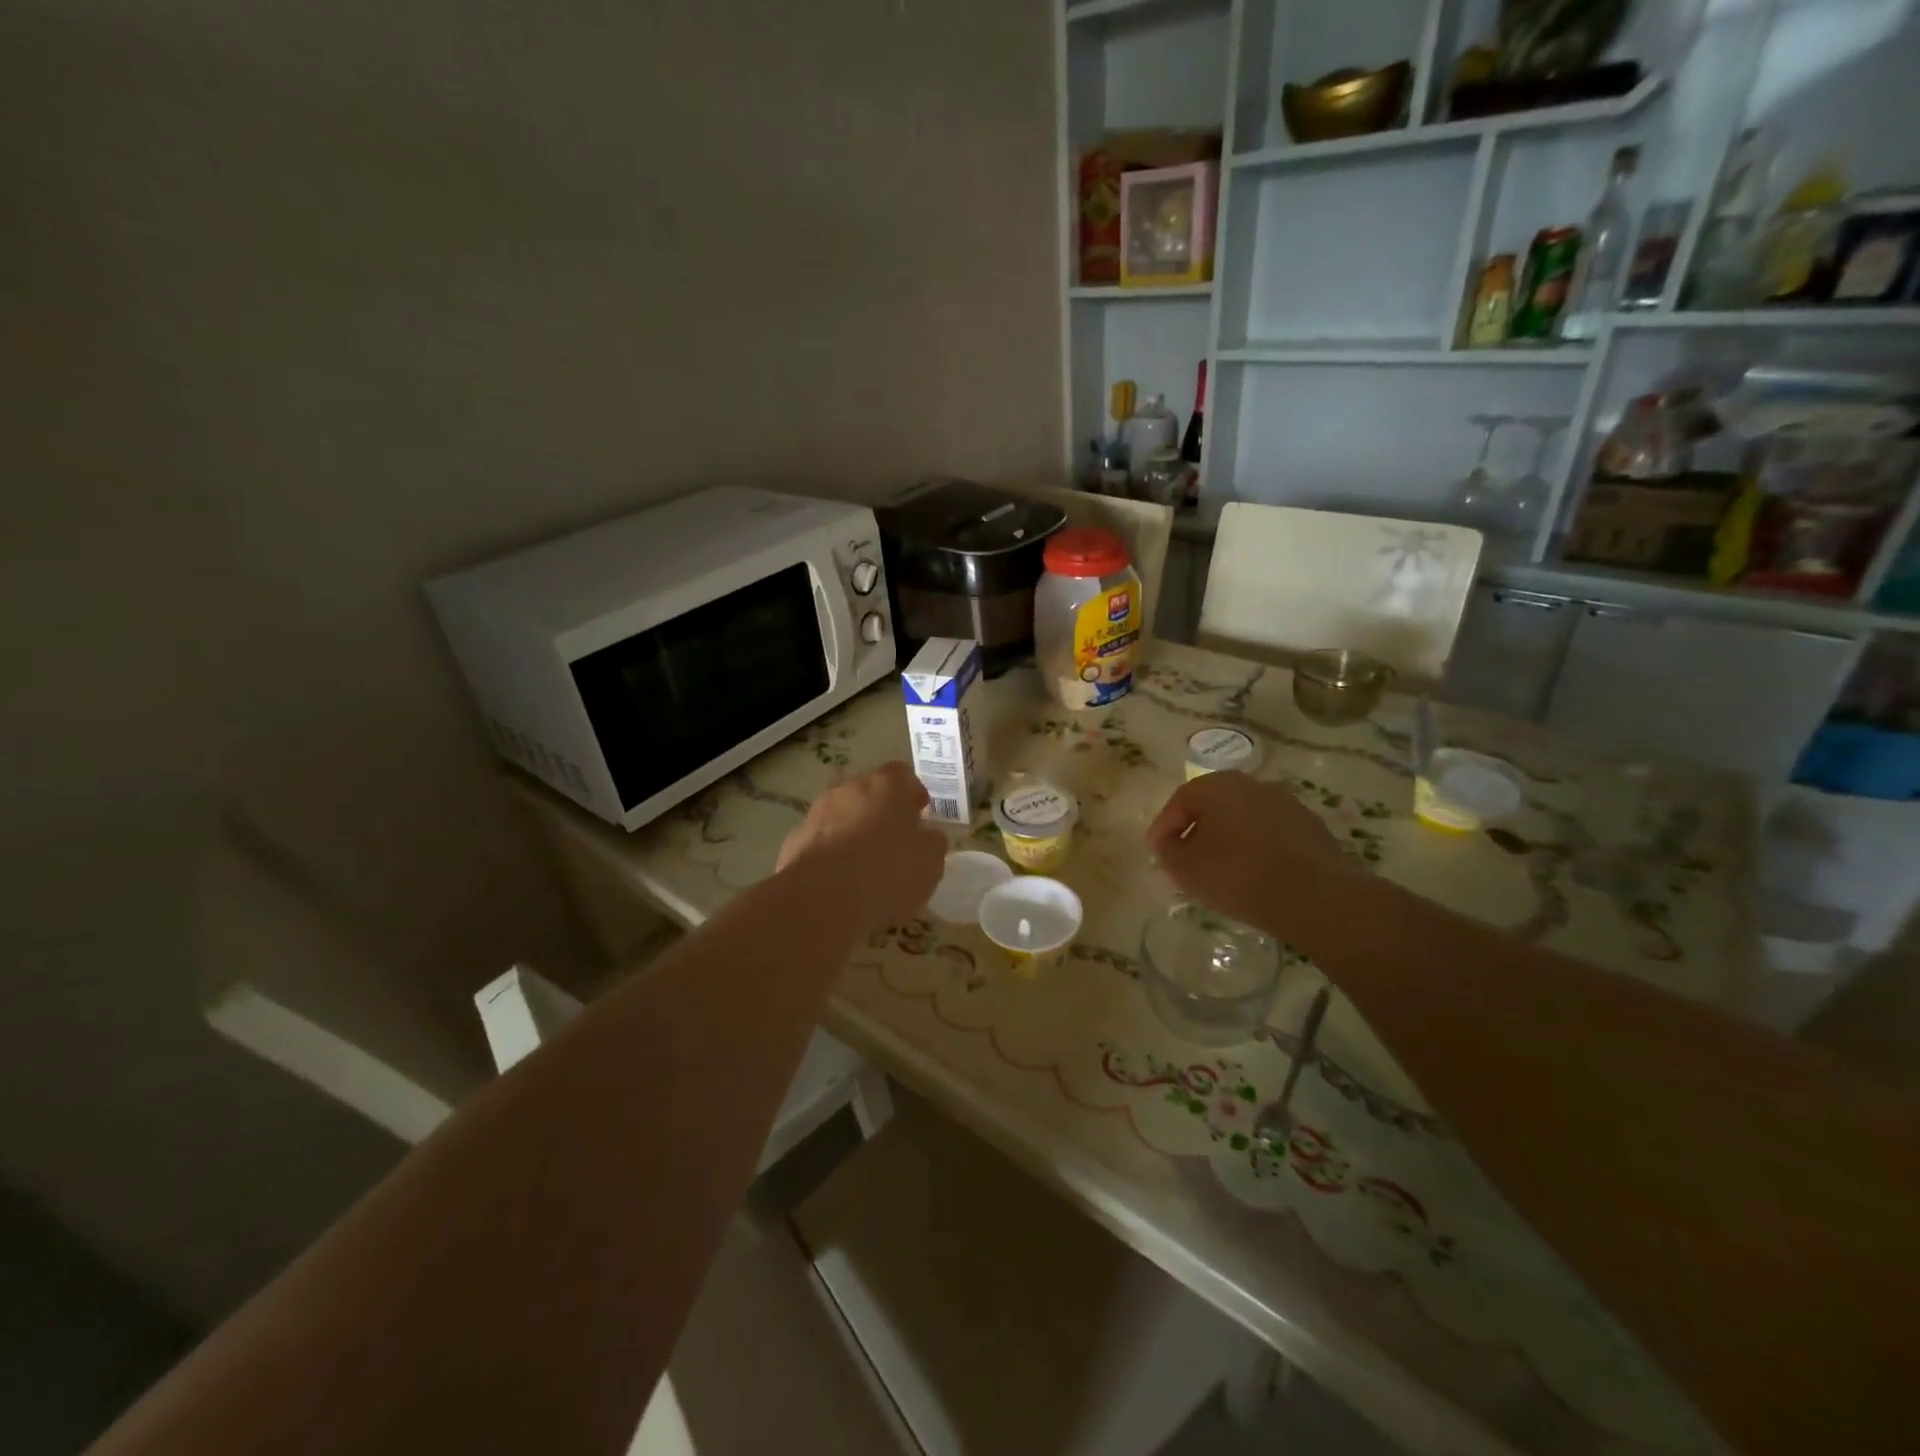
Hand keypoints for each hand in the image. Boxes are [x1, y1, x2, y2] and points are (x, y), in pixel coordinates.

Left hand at [777, 761, 947, 931]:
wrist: (821, 899)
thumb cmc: (887, 872)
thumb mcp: (930, 861)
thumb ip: (931, 842)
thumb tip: (926, 836)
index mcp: (886, 785)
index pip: (903, 774)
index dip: (913, 793)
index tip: (920, 814)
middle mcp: (848, 789)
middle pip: (869, 793)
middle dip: (882, 812)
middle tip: (895, 841)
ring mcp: (817, 813)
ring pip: (842, 816)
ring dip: (854, 832)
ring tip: (865, 867)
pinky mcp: (794, 841)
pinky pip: (821, 842)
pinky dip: (831, 854)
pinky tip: (839, 882)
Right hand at [1145, 771, 1346, 933]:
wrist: (1315, 896)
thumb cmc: (1238, 874)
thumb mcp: (1185, 867)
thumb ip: (1168, 850)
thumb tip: (1170, 842)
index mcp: (1218, 785)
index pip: (1180, 801)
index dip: (1163, 828)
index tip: (1157, 852)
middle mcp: (1253, 784)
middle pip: (1213, 806)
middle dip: (1197, 830)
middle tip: (1186, 858)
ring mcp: (1287, 803)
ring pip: (1244, 819)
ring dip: (1229, 839)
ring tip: (1222, 870)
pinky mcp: (1311, 827)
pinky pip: (1270, 834)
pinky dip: (1257, 849)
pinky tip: (1255, 875)